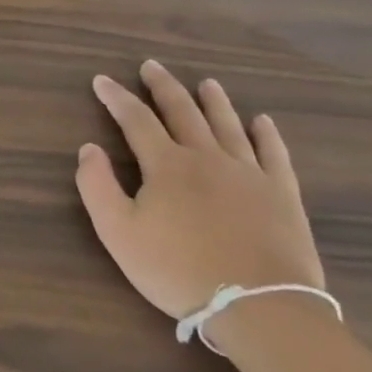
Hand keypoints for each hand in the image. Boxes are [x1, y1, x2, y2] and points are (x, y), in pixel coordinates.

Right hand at [76, 60, 325, 322]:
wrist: (259, 305)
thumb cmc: (177, 270)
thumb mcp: (118, 233)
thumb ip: (97, 186)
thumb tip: (89, 148)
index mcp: (167, 165)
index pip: (136, 120)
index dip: (116, 98)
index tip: (102, 80)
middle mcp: (207, 157)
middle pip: (183, 112)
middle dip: (163, 87)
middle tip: (152, 66)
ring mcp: (249, 173)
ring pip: (228, 125)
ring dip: (214, 101)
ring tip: (206, 83)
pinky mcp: (282, 194)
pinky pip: (274, 154)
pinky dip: (266, 134)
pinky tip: (263, 121)